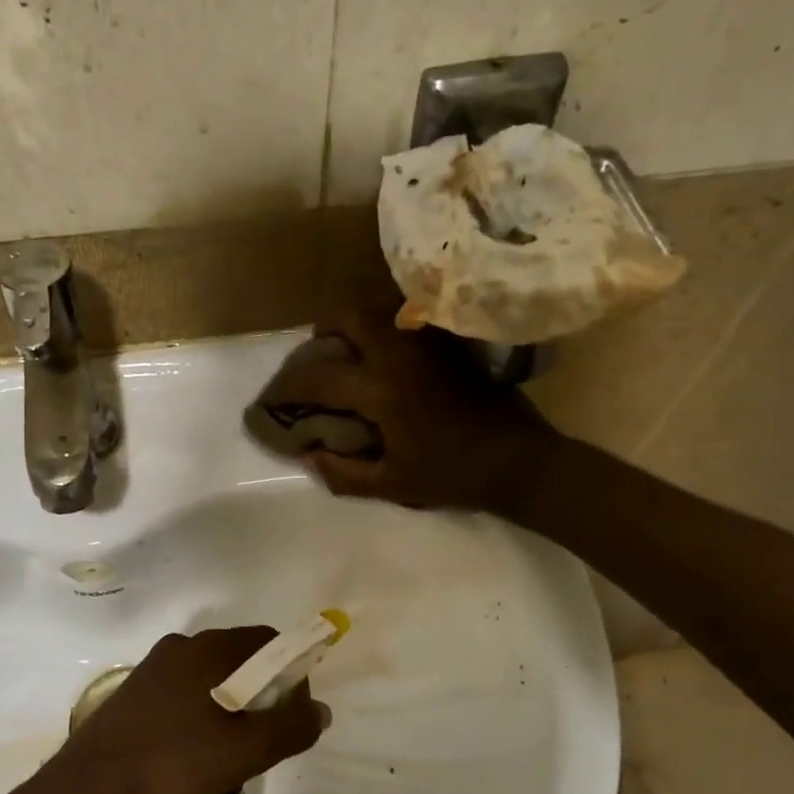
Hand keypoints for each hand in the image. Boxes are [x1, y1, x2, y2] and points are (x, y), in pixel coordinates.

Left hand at [39, 627, 328, 793]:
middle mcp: (181, 646)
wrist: (90, 789)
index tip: (291, 712)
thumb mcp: (244, 752)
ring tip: (229, 746)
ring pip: (209, 674)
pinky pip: (182, 688)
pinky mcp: (133, 691)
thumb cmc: (174, 763)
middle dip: (261, 689)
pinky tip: (193, 747)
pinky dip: (200, 707)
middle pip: (239, 655)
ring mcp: (152, 667)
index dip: (291, 672)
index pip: (268, 641)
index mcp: (209, 649)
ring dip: (230, 699)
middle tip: (263, 734)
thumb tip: (320, 710)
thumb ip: (290, 727)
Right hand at [260, 311, 558, 512]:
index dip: (289, 384)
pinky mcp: (450, 342)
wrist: (518, 461)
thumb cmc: (452, 475)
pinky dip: (388, 327)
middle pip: (348, 314)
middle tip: (320, 354)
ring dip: (357, 323)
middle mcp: (400, 353)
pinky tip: (389, 355)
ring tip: (353, 351)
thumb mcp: (392, 485)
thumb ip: (343, 473)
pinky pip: (409, 318)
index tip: (275, 394)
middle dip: (323, 330)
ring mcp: (428, 342)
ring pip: (380, 308)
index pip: (319, 376)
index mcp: (381, 390)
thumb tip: (308, 456)